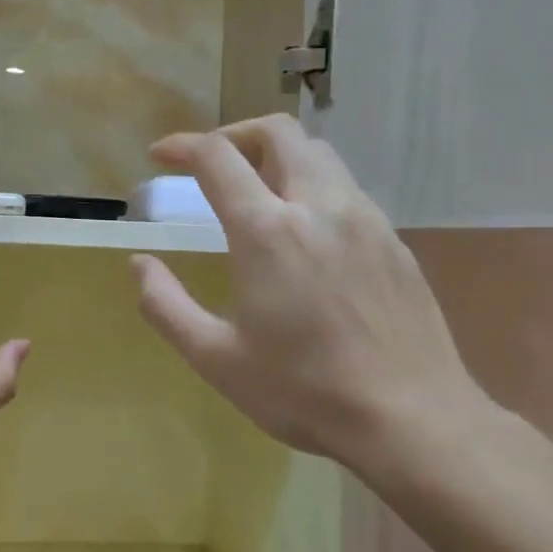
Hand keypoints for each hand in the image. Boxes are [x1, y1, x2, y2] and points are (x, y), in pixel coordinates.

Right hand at [131, 114, 483, 475]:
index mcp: (268, 231)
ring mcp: (366, 220)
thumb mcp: (215, 358)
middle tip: (208, 165)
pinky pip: (346, 190)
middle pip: (277, 132)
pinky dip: (311, 187)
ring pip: (318, 154)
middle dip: (234, 134)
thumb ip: (165, 305)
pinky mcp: (394, 242)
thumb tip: (139, 265)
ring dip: (276, 156)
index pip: (217, 157)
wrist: (413, 420)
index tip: (160, 156)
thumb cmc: (303, 391)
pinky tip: (303, 234)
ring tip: (253, 192)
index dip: (181, 146)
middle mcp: (319, 207)